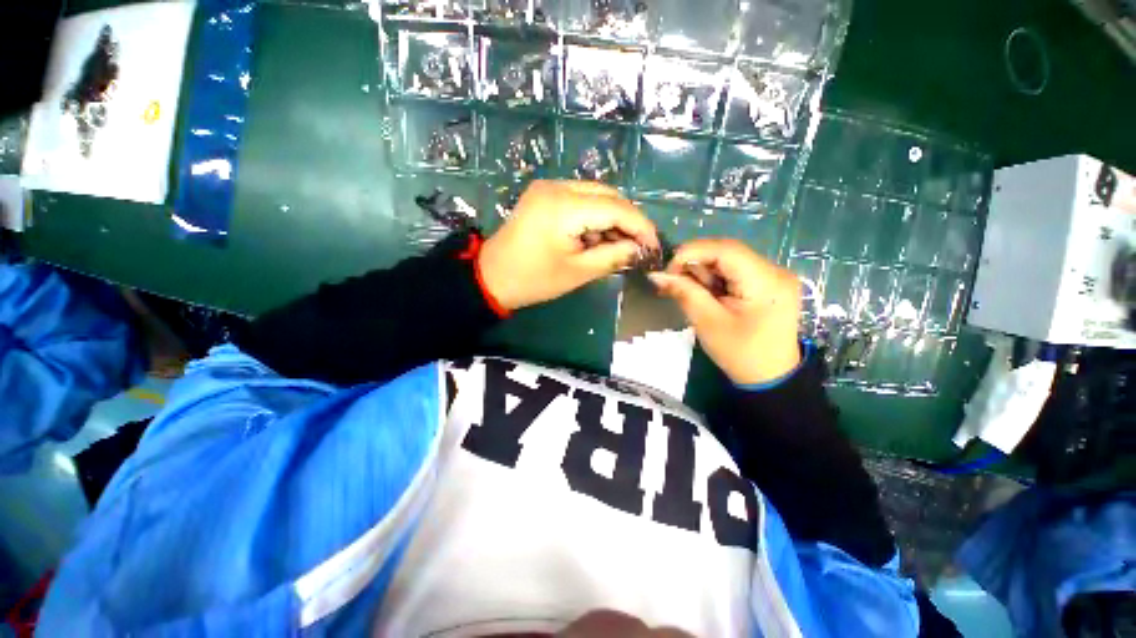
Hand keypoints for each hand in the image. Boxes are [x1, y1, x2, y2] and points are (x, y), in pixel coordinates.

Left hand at [479, 180, 658, 310]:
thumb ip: (613, 256)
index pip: (616, 208)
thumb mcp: (577, 272)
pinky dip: (593, 216)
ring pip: (595, 195)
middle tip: (638, 246)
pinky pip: (580, 199)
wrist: (491, 277)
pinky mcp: (544, 194)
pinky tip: (596, 238)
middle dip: (627, 221)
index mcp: (564, 206)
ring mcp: (548, 187)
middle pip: (608, 195)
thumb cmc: (533, 280)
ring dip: (611, 218)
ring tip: (617, 246)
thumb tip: (640, 249)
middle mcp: (557, 186)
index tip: (654, 246)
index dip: (641, 226)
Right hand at [648, 239, 801, 384]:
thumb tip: (656, 274)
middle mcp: (775, 270)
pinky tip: (706, 294)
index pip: (725, 249)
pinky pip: (734, 271)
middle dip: (696, 264)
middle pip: (727, 252)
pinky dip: (714, 279)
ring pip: (728, 260)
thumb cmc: (740, 354)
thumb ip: (684, 293)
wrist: (771, 377)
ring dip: (704, 273)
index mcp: (766, 281)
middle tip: (674, 282)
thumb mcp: (707, 323)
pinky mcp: (768, 283)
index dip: (692, 252)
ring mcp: (774, 275)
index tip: (668, 270)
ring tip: (690, 292)